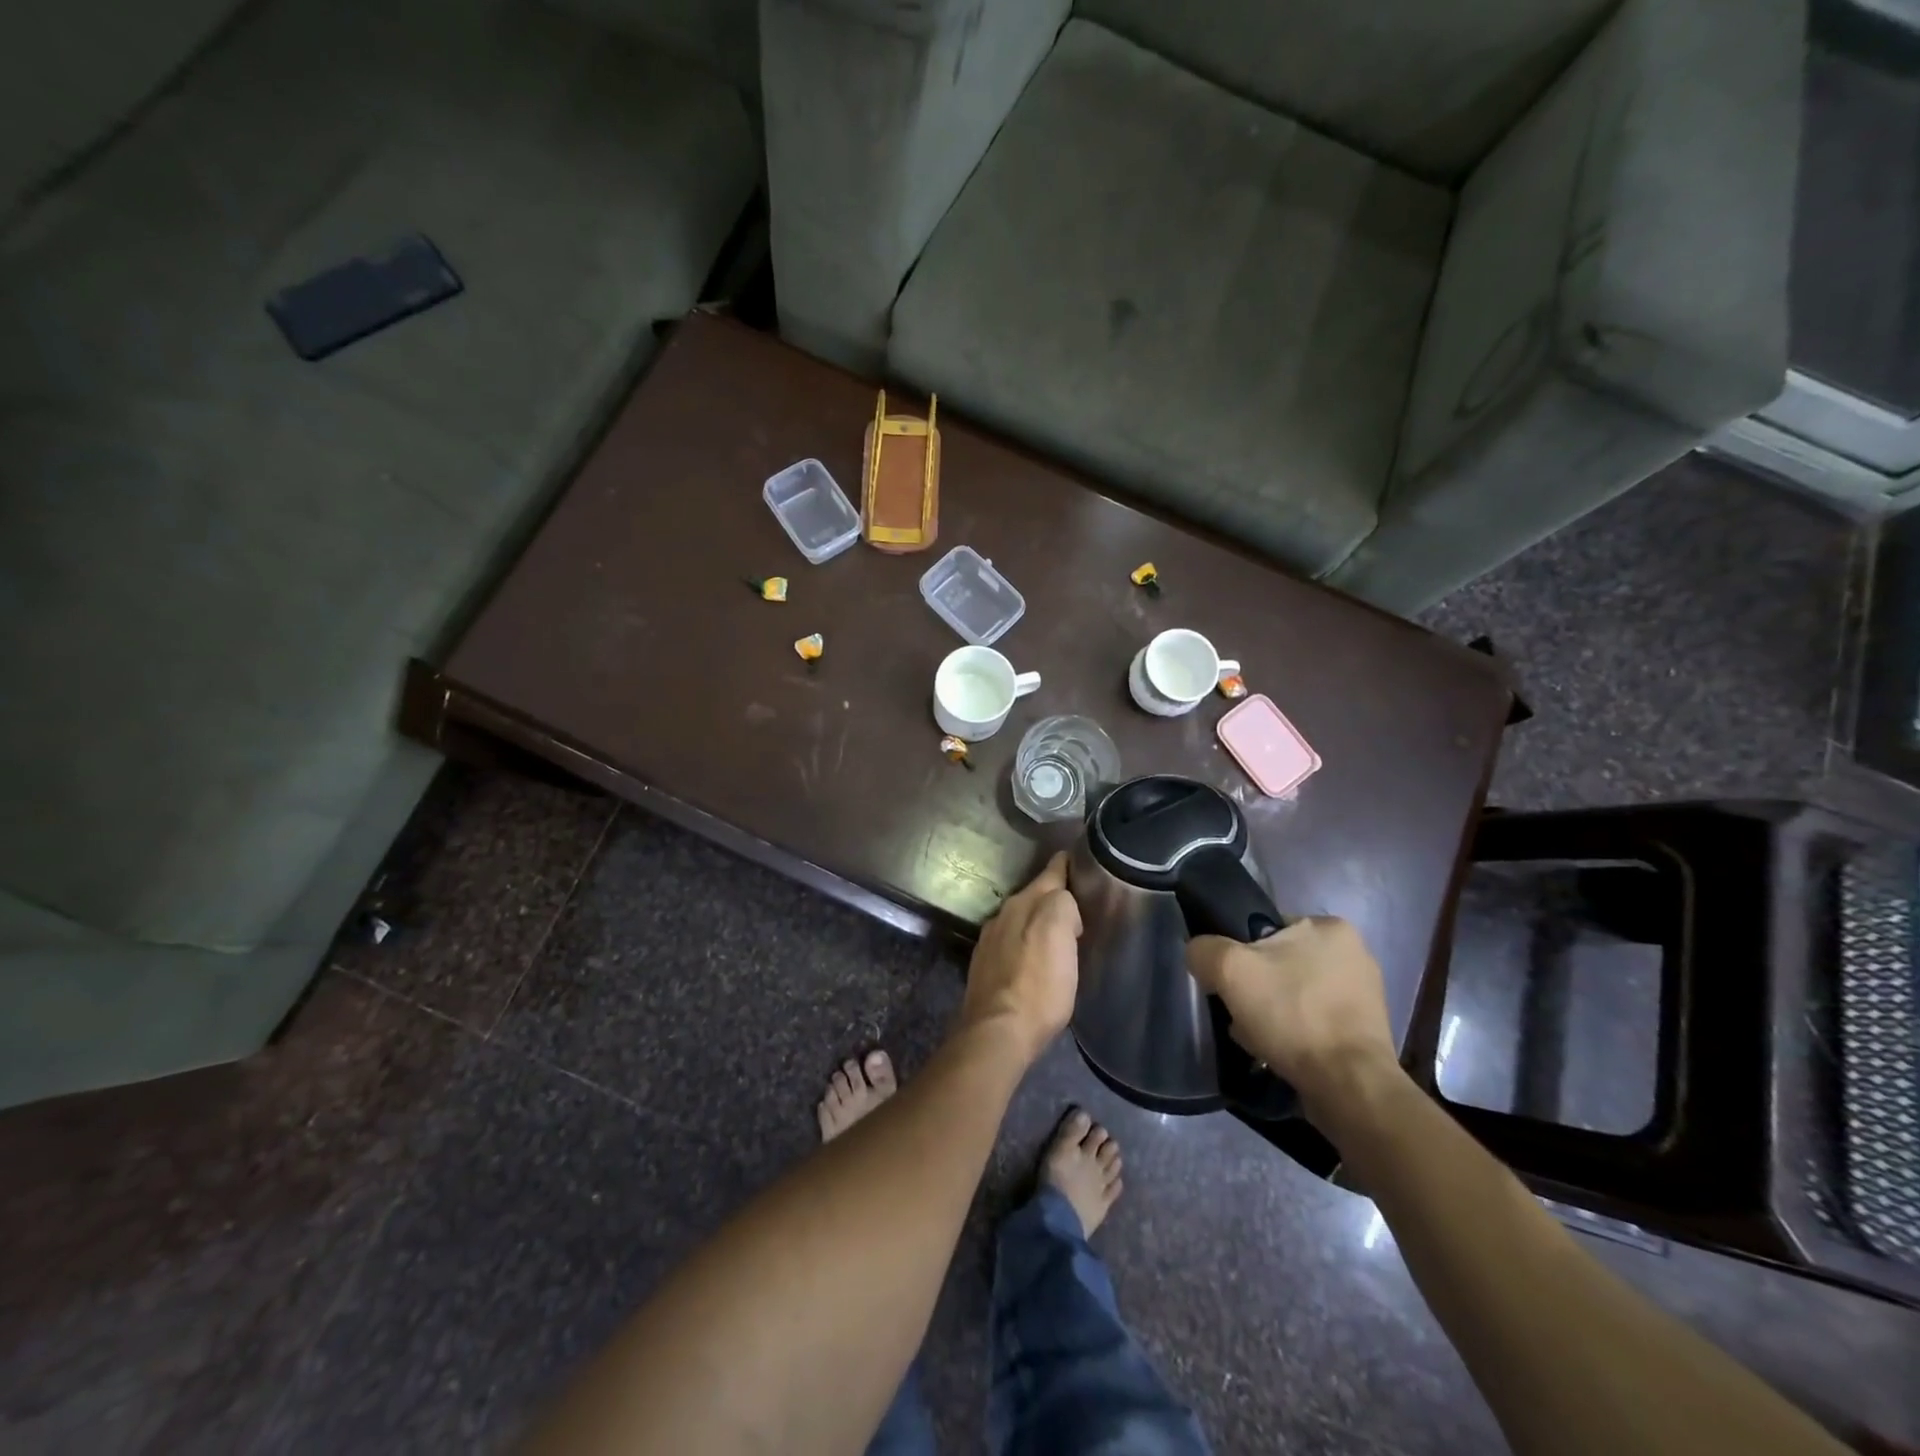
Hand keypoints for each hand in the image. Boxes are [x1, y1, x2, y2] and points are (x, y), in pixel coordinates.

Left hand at [961, 852, 1082, 1062]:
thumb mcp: (1062, 934)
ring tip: (1061, 934)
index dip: (1069, 863)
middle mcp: (1003, 913)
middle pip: (1036, 895)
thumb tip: (1065, 906)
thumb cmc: (1039, 984)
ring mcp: (990, 939)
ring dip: (1039, 922)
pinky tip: (1035, 959)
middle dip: (1056, 896)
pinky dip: (1026, 944)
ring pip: (1022, 919)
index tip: (1084, 858)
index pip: (1052, 870)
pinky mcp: (985, 966)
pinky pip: (1012, 943)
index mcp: (1024, 901)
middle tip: (1082, 905)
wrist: (998, 1031)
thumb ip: (1064, 904)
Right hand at [1187, 917, 1400, 1125]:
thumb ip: (1205, 950)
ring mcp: (1364, 996)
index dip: (1240, 955)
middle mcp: (1355, 954)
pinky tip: (1280, 1053)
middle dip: (1256, 989)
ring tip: (1257, 1039)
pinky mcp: (1366, 1032)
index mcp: (1331, 927)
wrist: (1349, 1086)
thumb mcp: (1230, 969)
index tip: (1230, 984)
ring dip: (1272, 1014)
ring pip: (1295, 996)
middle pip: (1279, 965)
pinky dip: (1294, 1035)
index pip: (1267, 930)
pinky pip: (1314, 1023)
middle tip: (1241, 1014)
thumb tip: (1200, 954)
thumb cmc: (1293, 1015)